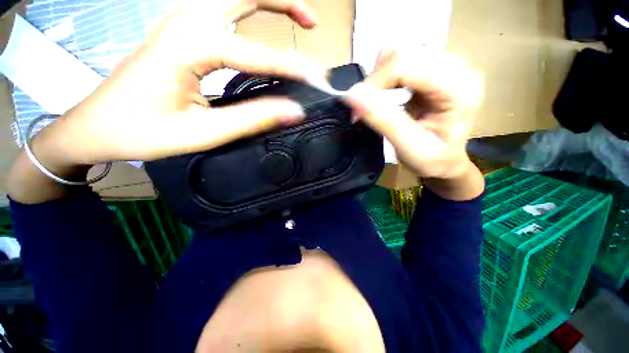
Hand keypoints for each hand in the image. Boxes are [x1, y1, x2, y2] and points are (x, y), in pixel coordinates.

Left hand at [35, 0, 324, 167]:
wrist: (97, 126)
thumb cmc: (141, 132)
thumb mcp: (202, 133)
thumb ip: (252, 119)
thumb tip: (293, 112)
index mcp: (193, 45)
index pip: (261, 55)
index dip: (295, 69)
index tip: (321, 80)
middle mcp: (189, 23)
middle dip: (286, 4)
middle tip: (313, 25)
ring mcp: (183, 24)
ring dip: (271, 4)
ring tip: (300, 21)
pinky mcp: (183, 34)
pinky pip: (225, 14)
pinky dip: (251, 16)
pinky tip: (262, 31)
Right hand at [344, 50, 483, 179]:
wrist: (445, 162)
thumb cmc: (431, 161)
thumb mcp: (408, 147)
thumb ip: (383, 120)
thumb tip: (353, 94)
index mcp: (458, 87)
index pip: (406, 65)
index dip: (374, 83)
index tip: (357, 108)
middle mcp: (458, 67)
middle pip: (404, 55)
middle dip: (376, 81)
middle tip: (364, 108)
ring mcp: (448, 64)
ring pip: (402, 54)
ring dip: (381, 78)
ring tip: (377, 103)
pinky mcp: (437, 68)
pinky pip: (404, 60)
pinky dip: (388, 76)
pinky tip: (389, 94)